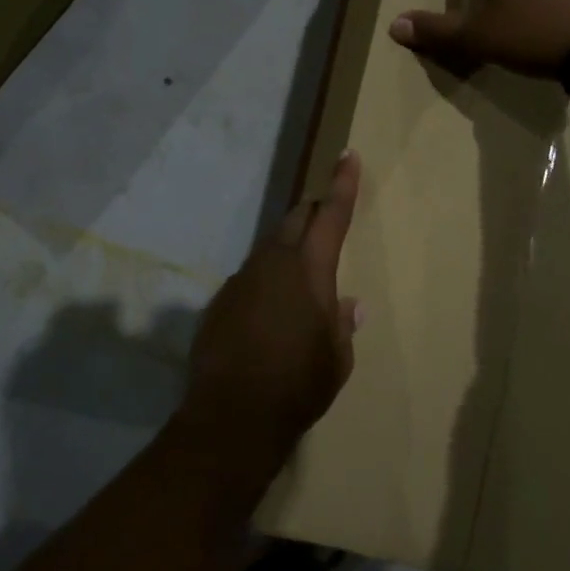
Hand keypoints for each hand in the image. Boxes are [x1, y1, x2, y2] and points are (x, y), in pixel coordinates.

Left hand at [180, 150, 362, 468]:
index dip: (342, 184)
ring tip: (299, 275)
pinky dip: (264, 281)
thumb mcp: (336, 359)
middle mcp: (273, 263)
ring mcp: (241, 279)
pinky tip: (268, 311)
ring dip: (287, 251)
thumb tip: (349, 304)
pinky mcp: (220, 300)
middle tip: (325, 218)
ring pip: (270, 249)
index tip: (348, 155)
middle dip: (313, 214)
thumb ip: (342, 324)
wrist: (233, 415)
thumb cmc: (299, 386)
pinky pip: (249, 278)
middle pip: (295, 222)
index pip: (331, 215)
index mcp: (310, 270)